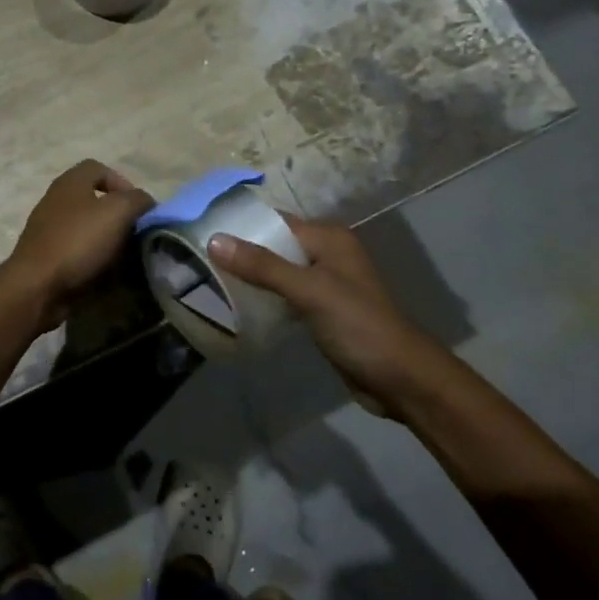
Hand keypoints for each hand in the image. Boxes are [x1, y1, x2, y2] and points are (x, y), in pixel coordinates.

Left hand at [1, 160, 154, 329]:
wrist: (37, 286)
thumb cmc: (78, 241)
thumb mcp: (117, 212)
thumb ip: (137, 200)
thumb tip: (145, 202)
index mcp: (70, 183)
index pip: (98, 168)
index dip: (122, 182)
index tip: (137, 207)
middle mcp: (56, 200)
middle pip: (93, 198)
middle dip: (117, 214)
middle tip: (134, 232)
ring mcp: (47, 229)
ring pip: (86, 226)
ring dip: (106, 238)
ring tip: (124, 255)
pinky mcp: (46, 255)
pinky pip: (76, 249)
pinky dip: (92, 257)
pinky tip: (104, 271)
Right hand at [209, 218, 441, 413]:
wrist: (399, 378)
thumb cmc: (357, 325)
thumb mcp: (309, 291)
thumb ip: (263, 266)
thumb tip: (214, 240)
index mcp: (328, 238)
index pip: (276, 221)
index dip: (242, 226)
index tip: (202, 231)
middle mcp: (326, 254)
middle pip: (275, 246)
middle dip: (241, 253)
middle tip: (199, 260)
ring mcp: (325, 284)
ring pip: (278, 272)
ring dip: (250, 277)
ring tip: (210, 281)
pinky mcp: (321, 311)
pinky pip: (284, 295)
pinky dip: (264, 298)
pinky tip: (238, 306)